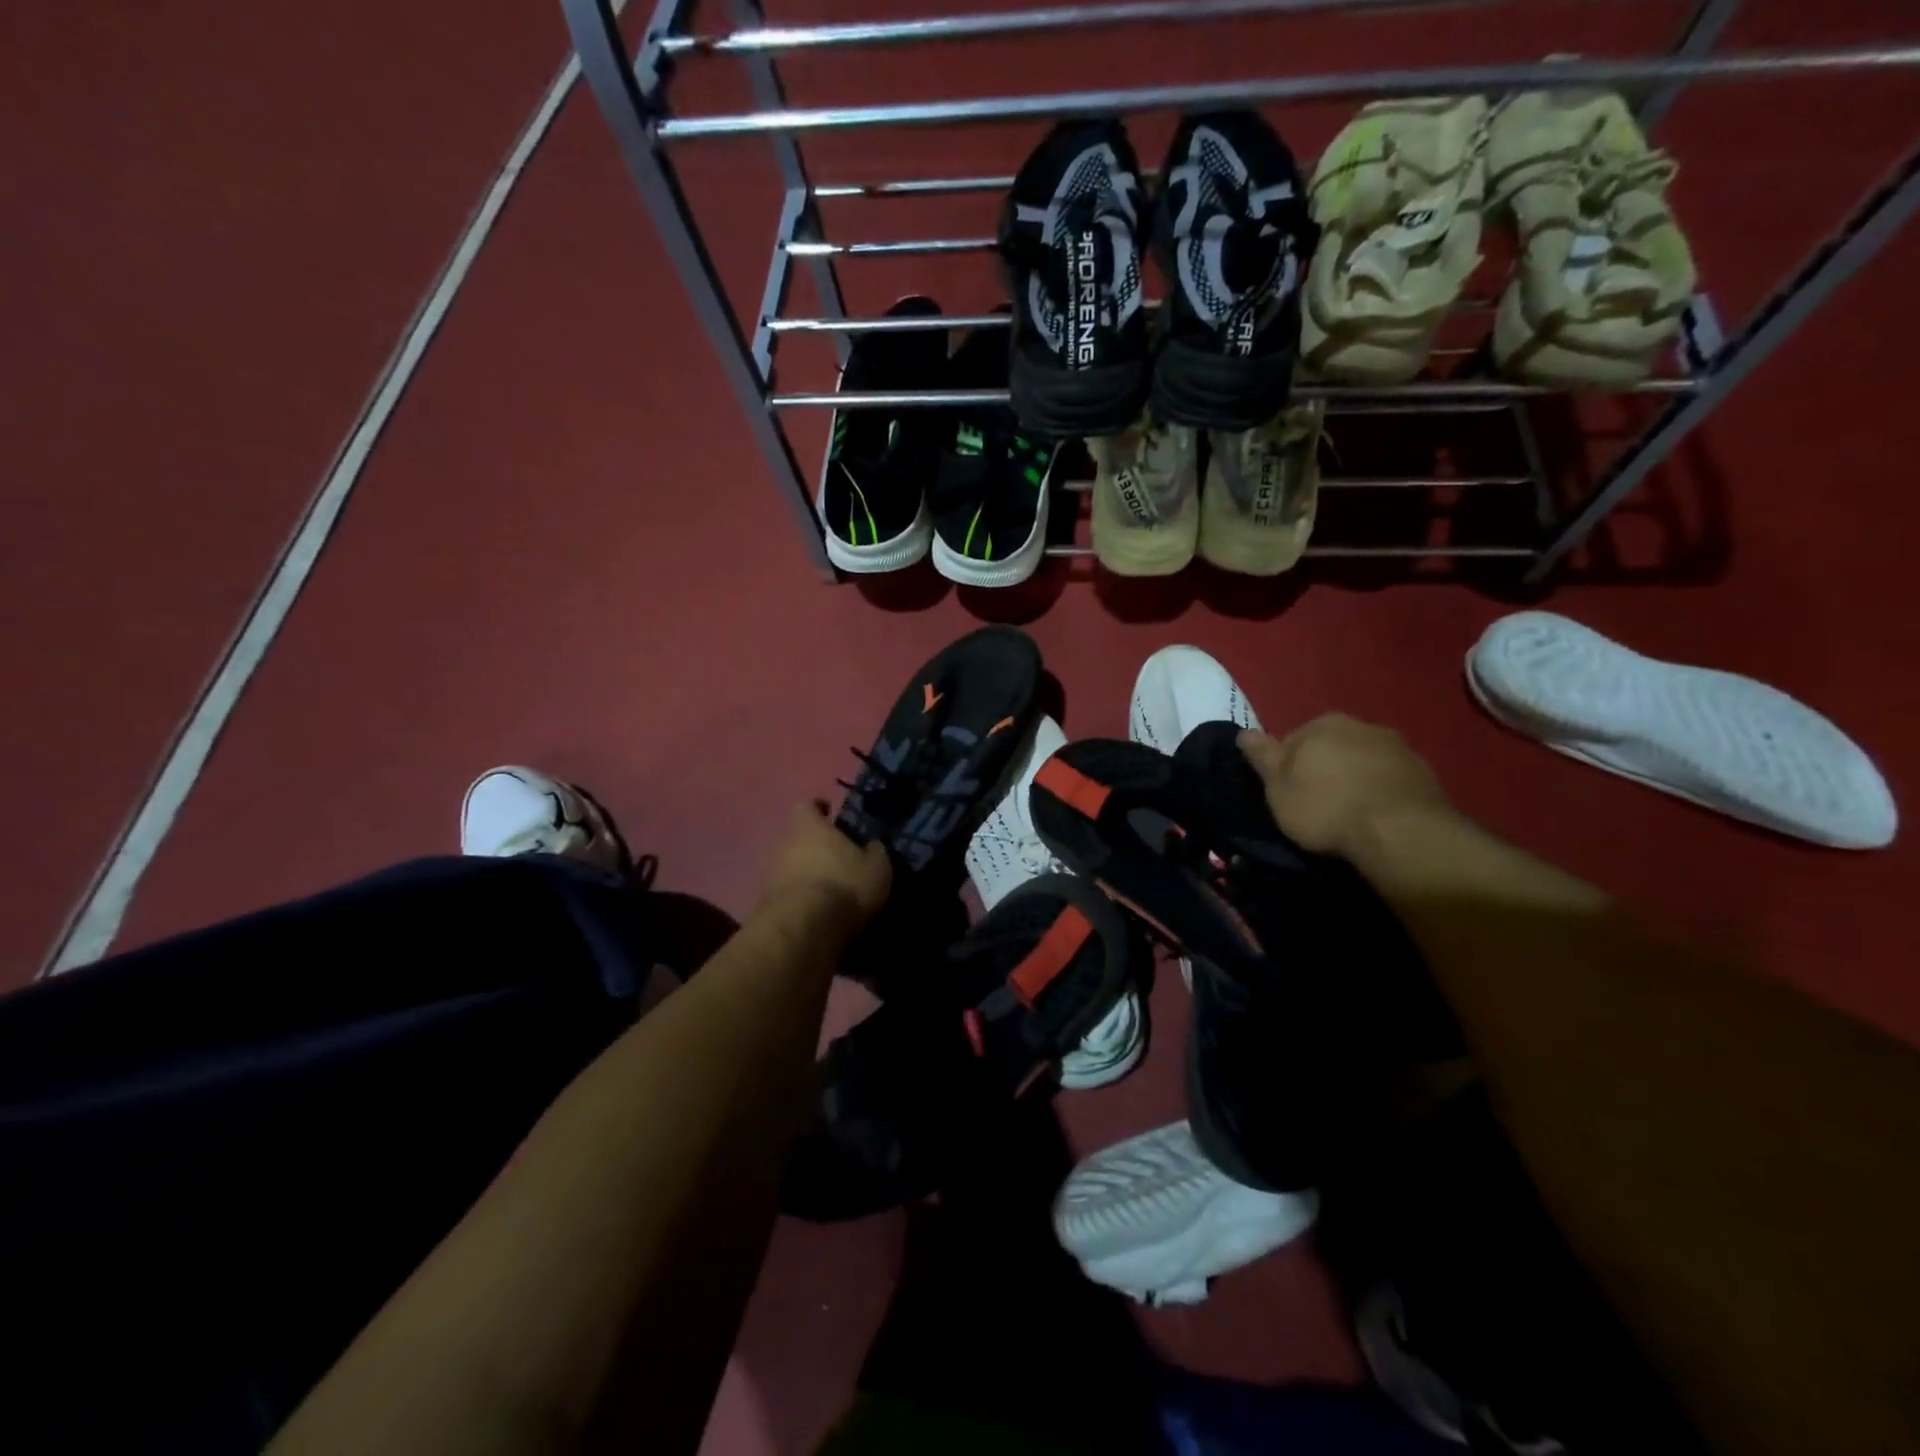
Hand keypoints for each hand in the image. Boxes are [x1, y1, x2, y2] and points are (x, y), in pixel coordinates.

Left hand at [758, 802, 891, 929]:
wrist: (804, 928)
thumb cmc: (843, 885)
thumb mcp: (876, 867)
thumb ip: (875, 851)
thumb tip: (872, 845)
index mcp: (809, 826)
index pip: (807, 805)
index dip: (819, 808)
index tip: (830, 813)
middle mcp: (784, 844)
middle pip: (798, 838)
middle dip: (815, 846)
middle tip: (838, 858)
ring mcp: (771, 875)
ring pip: (791, 866)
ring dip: (807, 874)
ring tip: (829, 889)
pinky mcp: (766, 904)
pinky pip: (788, 893)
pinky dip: (801, 898)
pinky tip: (818, 911)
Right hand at [1239, 714, 1451, 859]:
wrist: (1400, 832)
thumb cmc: (1325, 808)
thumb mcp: (1278, 788)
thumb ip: (1262, 756)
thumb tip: (1243, 732)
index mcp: (1321, 724)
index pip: (1293, 740)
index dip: (1287, 768)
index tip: (1288, 794)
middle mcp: (1360, 725)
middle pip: (1331, 746)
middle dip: (1323, 768)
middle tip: (1317, 803)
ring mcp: (1397, 746)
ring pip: (1363, 759)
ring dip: (1355, 777)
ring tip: (1349, 812)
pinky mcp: (1424, 772)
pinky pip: (1390, 778)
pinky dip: (1381, 791)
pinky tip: (1377, 816)